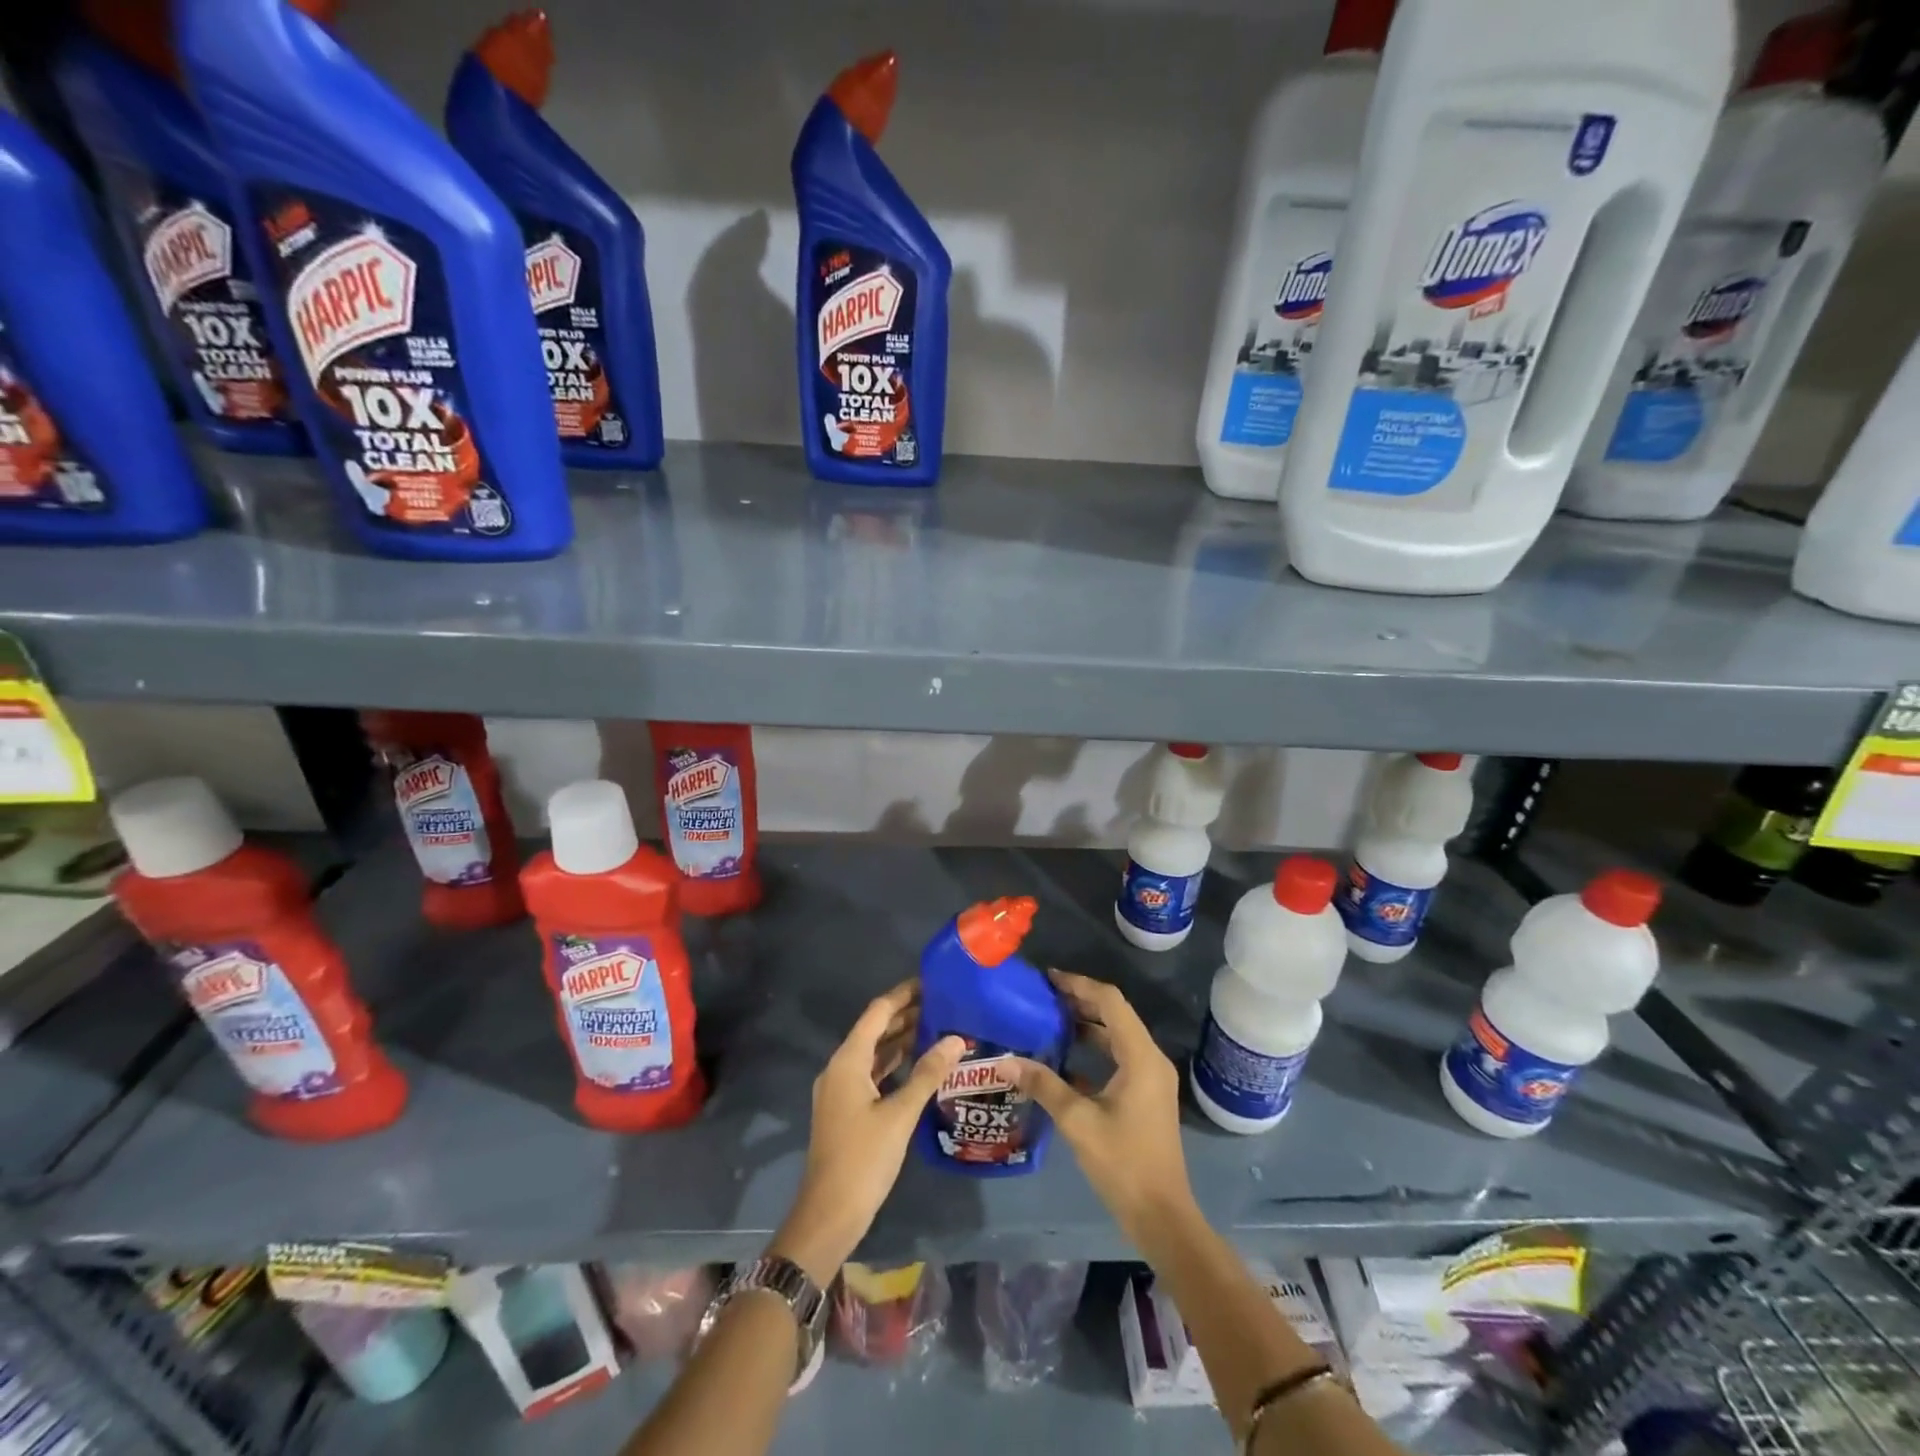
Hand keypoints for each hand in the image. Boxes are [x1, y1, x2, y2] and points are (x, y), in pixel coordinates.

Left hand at [768, 982, 963, 1285]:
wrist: (828, 1215)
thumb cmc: (863, 1159)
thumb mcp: (900, 1115)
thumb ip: (928, 1074)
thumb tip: (956, 1039)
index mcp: (848, 1061)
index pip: (877, 1013)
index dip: (903, 995)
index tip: (931, 981)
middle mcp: (840, 1068)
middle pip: (874, 1030)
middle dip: (906, 1014)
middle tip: (943, 1003)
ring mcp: (842, 1090)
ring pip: (874, 1053)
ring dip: (902, 1039)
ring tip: (937, 1026)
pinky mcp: (847, 1109)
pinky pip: (873, 1073)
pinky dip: (895, 1063)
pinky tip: (920, 1063)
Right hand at [1009, 969, 1198, 1256]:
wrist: (1162, 1216)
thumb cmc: (1123, 1163)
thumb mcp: (1078, 1121)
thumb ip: (1043, 1084)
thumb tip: (1005, 1060)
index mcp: (1140, 1057)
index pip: (1110, 1002)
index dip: (1079, 985)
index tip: (1048, 979)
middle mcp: (1150, 1059)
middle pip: (1115, 1014)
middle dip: (1080, 1001)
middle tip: (1043, 997)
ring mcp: (1151, 1077)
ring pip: (1117, 1036)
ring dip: (1086, 1024)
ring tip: (1049, 1020)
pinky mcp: (1146, 1094)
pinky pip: (1119, 1056)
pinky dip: (1094, 1049)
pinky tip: (1064, 1058)